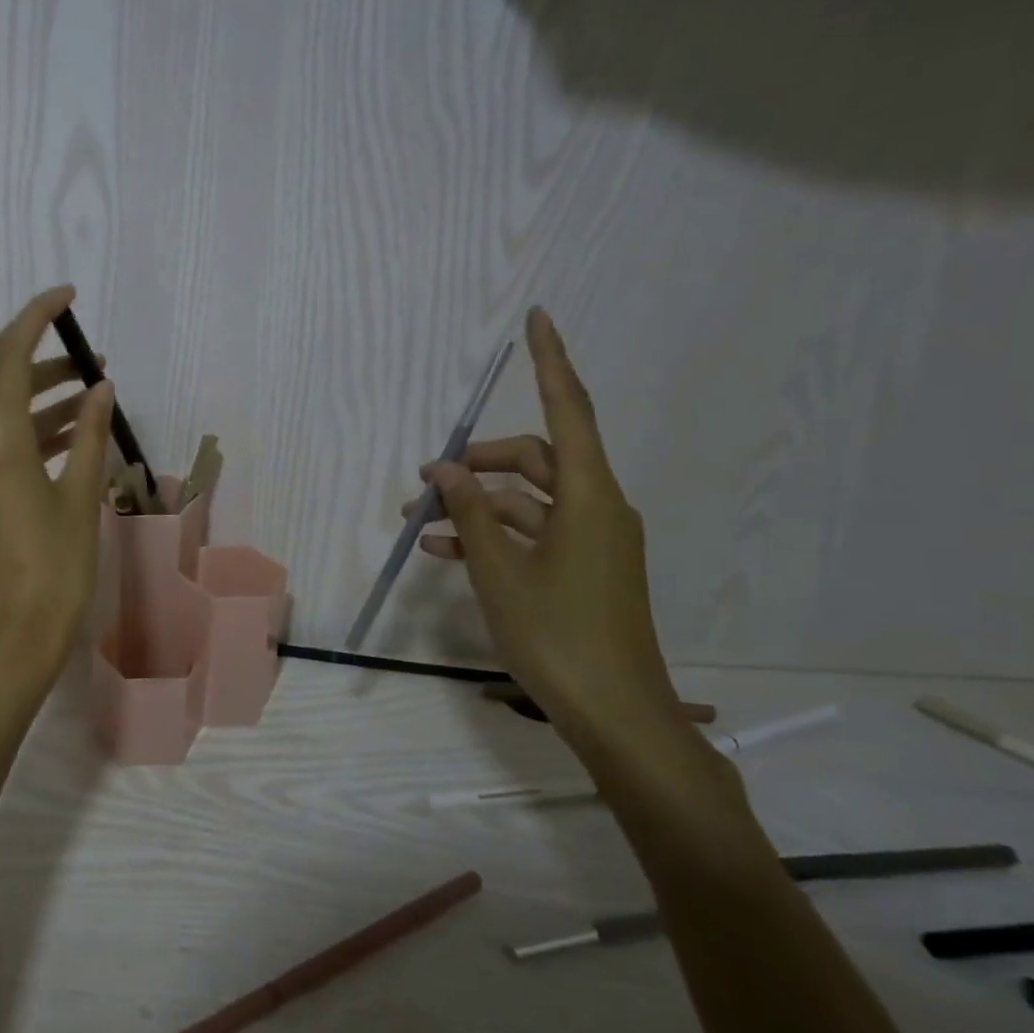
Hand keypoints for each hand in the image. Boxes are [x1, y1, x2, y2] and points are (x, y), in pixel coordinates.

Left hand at [0, 286, 115, 705]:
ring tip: (89, 408)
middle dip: (50, 370)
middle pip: (7, 390)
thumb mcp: (80, 499)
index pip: (11, 355)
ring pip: (2, 426)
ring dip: (42, 410)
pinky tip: (62, 453)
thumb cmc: (54, 572)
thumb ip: (88, 436)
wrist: (6, 644)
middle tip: (97, 369)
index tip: (68, 297)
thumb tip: (100, 388)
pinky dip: (28, 443)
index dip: (37, 316)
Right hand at [412, 308, 683, 763]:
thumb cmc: (558, 636)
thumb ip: (469, 513)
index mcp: (589, 497)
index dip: (550, 361)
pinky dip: (491, 535)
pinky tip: (443, 551)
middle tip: (423, 481)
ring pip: (526, 500)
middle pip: (535, 458)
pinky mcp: (583, 568)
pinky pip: (531, 533)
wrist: (615, 715)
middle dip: (477, 463)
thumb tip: (444, 467)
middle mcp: (597, 508)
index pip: (568, 410)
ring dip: (474, 505)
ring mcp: (592, 540)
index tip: (539, 318)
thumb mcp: (499, 571)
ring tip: (417, 522)